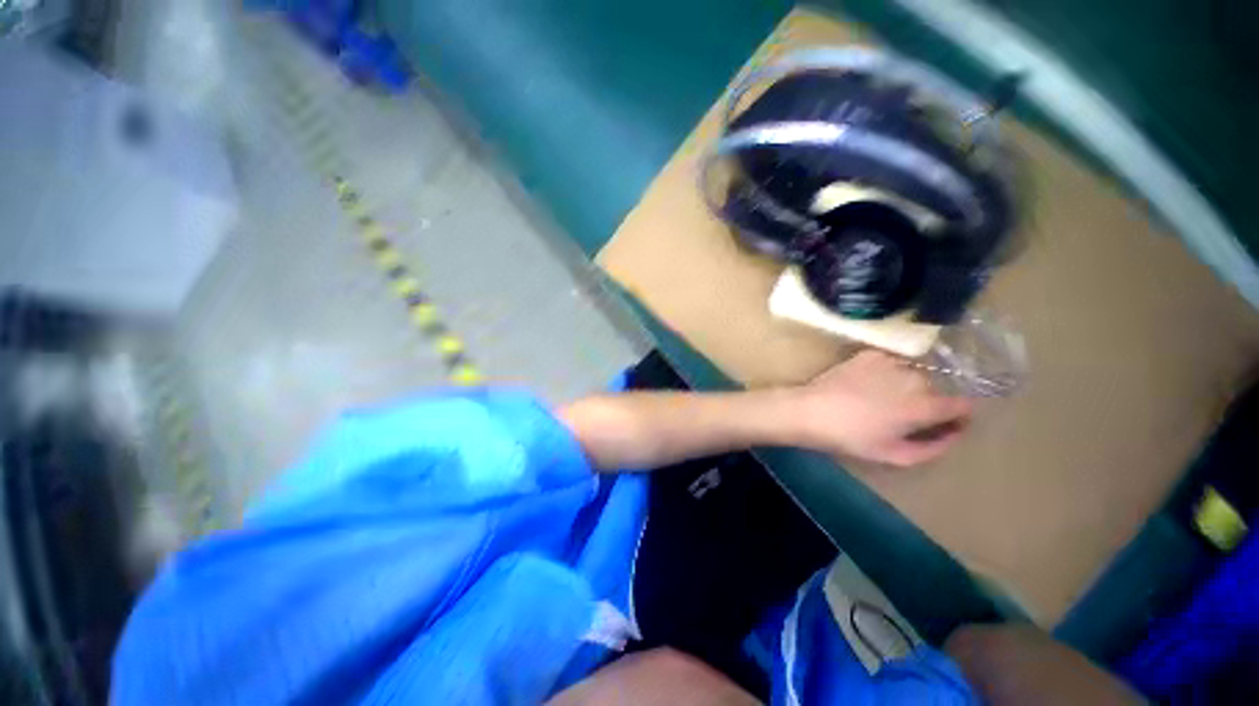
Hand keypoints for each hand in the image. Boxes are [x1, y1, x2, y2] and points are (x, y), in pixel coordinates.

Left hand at [791, 350, 972, 467]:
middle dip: (928, 401)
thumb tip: (954, 434)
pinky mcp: (869, 354)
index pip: (965, 404)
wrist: (811, 411)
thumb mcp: (895, 455)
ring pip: (913, 374)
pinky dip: (886, 373)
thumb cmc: (851, 438)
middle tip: (902, 415)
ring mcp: (891, 362)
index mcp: (925, 405)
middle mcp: (915, 378)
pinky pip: (890, 363)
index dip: (959, 415)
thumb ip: (934, 447)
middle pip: (936, 389)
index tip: (945, 423)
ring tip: (880, 399)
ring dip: (906, 385)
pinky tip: (866, 384)